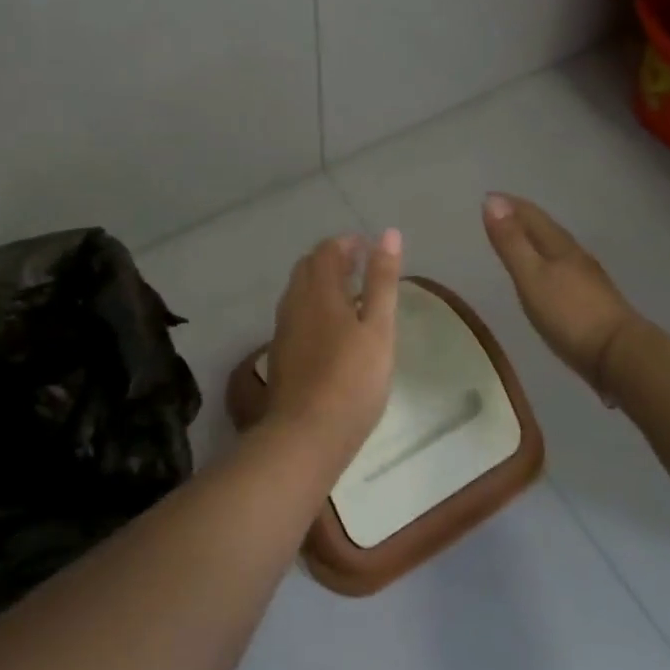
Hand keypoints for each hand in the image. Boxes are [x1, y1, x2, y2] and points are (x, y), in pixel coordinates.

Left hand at [266, 230, 402, 459]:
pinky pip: (297, 314)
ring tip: (352, 298)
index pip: (327, 250)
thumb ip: (381, 281)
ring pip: (300, 291)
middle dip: (334, 259)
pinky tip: (333, 330)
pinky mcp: (281, 353)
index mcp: (319, 290)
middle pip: (309, 266)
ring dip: (323, 284)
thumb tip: (387, 234)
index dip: (349, 243)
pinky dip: (315, 307)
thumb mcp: (378, 328)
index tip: (371, 250)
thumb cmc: (352, 380)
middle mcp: (295, 302)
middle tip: (363, 269)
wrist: (306, 435)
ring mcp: (284, 328)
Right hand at [482, 194, 637, 400]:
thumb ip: (511, 242)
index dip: (510, 205)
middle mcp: (576, 256)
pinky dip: (547, 263)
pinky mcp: (593, 301)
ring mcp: (588, 279)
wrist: (620, 356)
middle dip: (523, 218)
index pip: (532, 216)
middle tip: (500, 213)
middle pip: (546, 229)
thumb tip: (492, 201)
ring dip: (536, 240)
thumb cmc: (569, 314)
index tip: (488, 196)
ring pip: (557, 249)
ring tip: (519, 241)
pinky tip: (546, 276)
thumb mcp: (531, 277)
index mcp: (560, 246)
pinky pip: (563, 270)